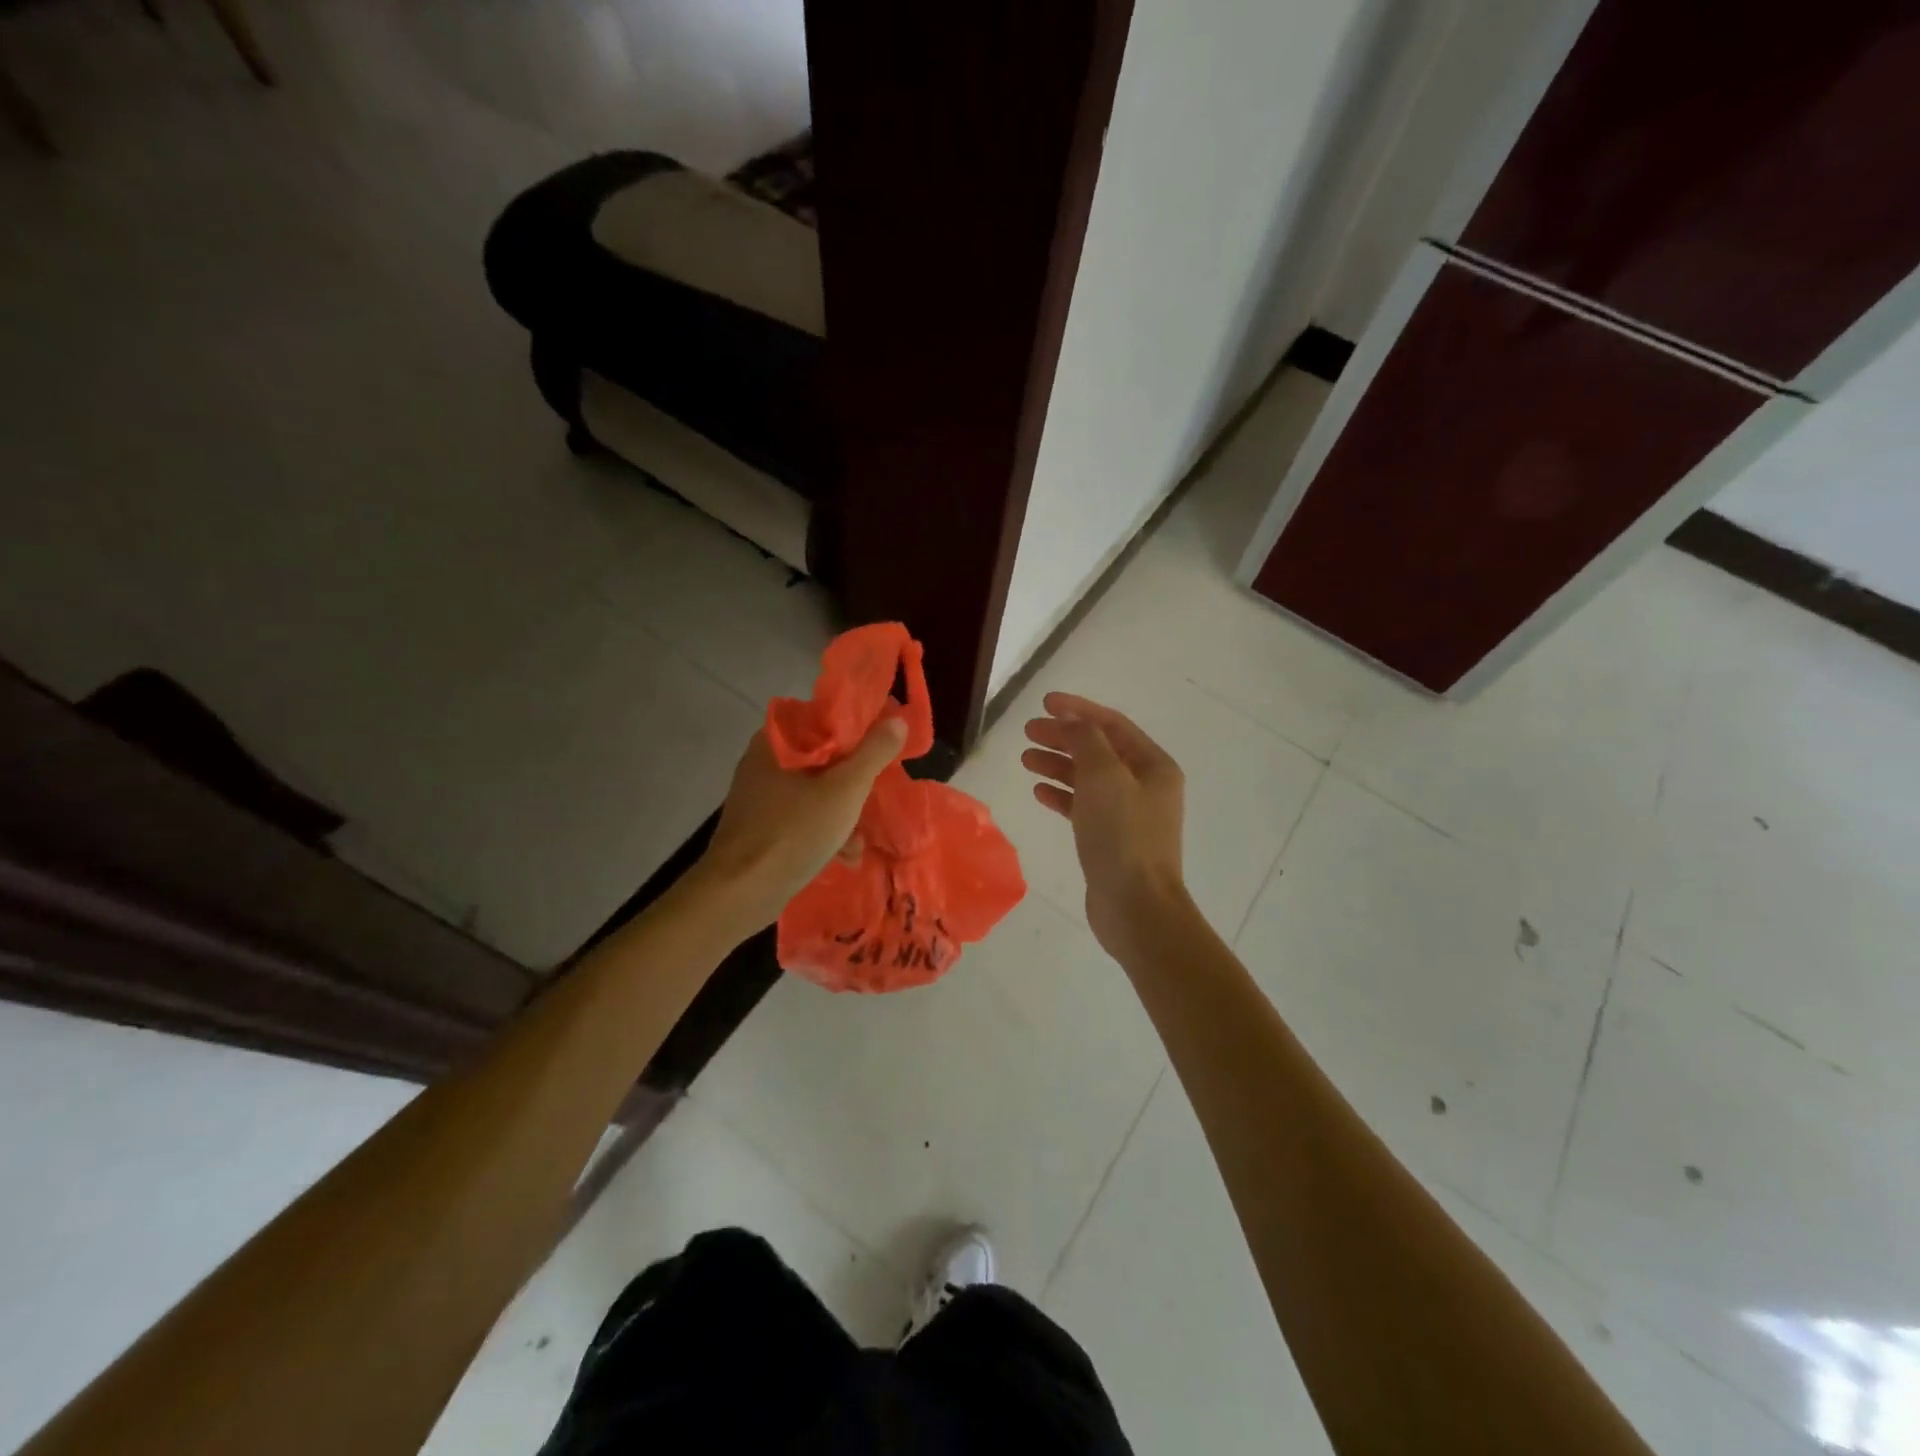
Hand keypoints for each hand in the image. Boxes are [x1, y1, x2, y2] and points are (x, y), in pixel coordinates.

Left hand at [697, 717, 908, 927]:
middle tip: (874, 796)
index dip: (856, 730)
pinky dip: (823, 832)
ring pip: (814, 792)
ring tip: (859, 841)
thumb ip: (873, 753)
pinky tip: (844, 857)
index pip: (823, 720)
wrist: (740, 892)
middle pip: (823, 759)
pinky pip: (801, 819)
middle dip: (853, 783)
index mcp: (776, 742)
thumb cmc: (794, 831)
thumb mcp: (845, 789)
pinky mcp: (760, 829)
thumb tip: (897, 720)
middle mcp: (764, 763)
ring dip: (842, 814)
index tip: (882, 747)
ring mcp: (760, 798)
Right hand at [1022, 692, 1188, 958]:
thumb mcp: (1103, 777)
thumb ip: (1086, 740)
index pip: (1112, 725)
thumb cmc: (1122, 836)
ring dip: (1058, 765)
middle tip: (1027, 732)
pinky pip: (1084, 806)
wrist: (1136, 907)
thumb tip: (1072, 718)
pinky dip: (1062, 795)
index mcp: (1153, 766)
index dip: (1078, 710)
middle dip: (1064, 737)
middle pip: (1099, 750)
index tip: (1044, 703)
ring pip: (1089, 778)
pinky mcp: (1112, 839)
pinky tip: (1039, 792)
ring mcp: (1129, 814)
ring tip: (1025, 759)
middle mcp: (1145, 786)